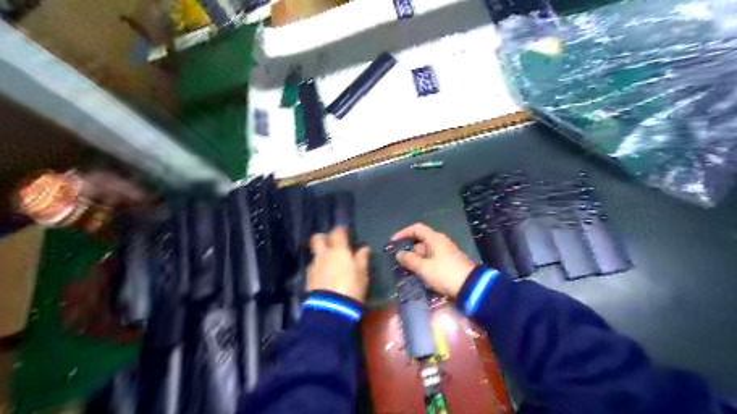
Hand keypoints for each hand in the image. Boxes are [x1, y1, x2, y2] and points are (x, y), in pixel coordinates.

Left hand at [307, 229, 371, 301]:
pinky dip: (319, 268)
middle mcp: (323, 254)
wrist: (331, 308)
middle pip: (317, 238)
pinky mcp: (308, 278)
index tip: (345, 232)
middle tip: (332, 243)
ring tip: (330, 263)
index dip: (341, 230)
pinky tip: (325, 276)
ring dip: (321, 255)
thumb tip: (364, 248)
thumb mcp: (362, 273)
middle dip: (323, 238)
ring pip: (315, 254)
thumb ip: (362, 258)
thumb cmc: (351, 287)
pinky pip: (313, 267)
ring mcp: (314, 266)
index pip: (337, 232)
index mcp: (338, 249)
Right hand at [395, 223, 474, 296]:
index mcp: (435, 239)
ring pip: (426, 252)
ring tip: (407, 270)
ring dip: (416, 259)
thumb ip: (410, 260)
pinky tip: (420, 275)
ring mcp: (446, 253)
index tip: (393, 242)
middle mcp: (440, 242)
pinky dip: (424, 265)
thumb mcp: (425, 268)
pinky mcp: (449, 263)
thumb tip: (399, 254)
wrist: (471, 287)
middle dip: (409, 250)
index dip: (403, 233)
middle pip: (421, 241)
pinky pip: (432, 260)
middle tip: (399, 262)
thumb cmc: (446, 274)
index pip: (417, 229)